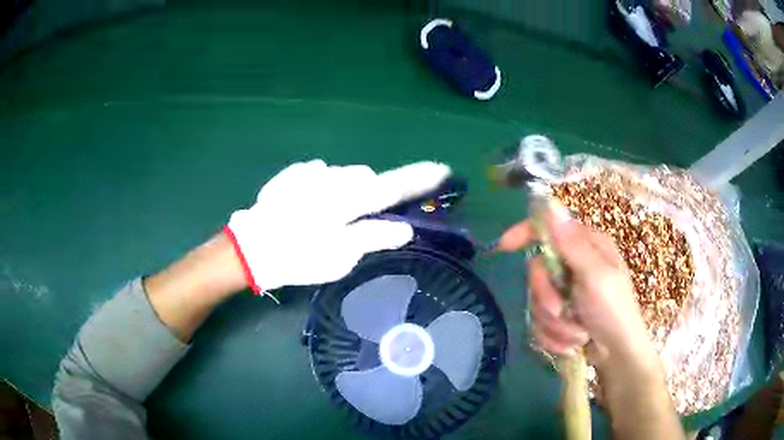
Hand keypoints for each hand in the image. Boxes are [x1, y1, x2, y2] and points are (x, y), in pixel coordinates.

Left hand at [225, 160, 450, 292]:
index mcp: (350, 201)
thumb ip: (372, 238)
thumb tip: (404, 230)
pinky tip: (306, 206)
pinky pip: (321, 175)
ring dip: (345, 191)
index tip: (442, 169)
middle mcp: (336, 178)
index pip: (395, 186)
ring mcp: (313, 172)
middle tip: (358, 219)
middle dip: (371, 194)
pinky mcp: (295, 172)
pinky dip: (323, 187)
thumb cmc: (297, 257)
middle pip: (368, 179)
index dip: (420, 179)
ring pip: (344, 176)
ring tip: (326, 217)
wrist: (251, 246)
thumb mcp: (339, 257)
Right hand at [499, 201, 657, 370]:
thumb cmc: (614, 312)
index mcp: (587, 246)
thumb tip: (551, 206)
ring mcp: (566, 292)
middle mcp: (574, 265)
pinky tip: (571, 344)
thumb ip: (572, 245)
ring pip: (537, 300)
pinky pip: (540, 322)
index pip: (550, 228)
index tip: (504, 247)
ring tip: (576, 335)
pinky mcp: (559, 315)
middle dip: (545, 296)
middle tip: (558, 311)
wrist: (617, 355)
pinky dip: (553, 336)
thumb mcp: (596, 277)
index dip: (525, 233)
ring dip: (554, 323)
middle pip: (537, 270)